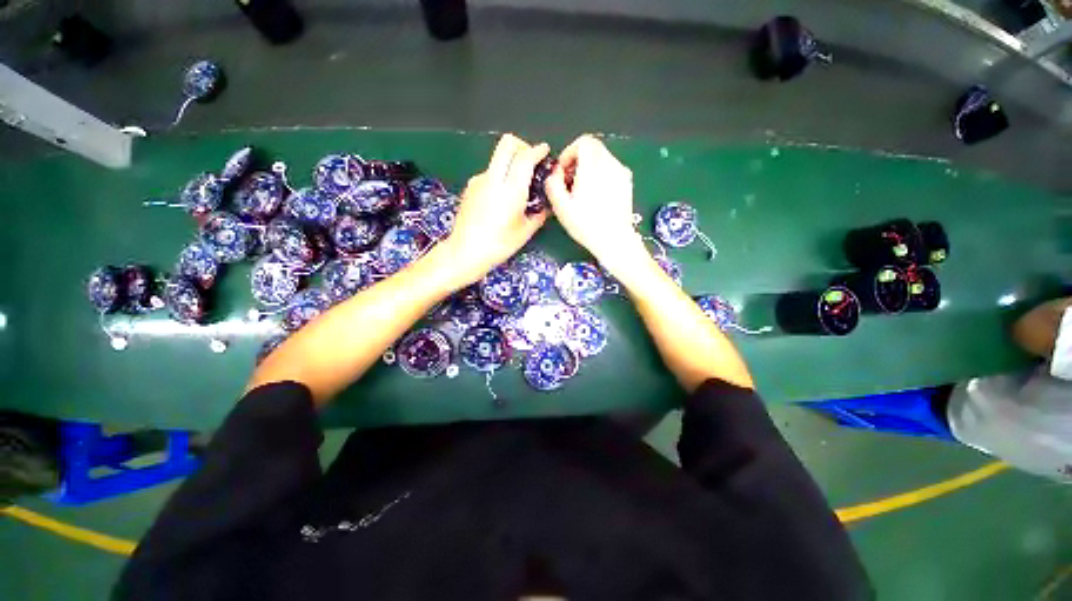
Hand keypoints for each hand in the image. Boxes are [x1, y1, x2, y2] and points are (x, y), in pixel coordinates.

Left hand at [441, 134, 549, 284]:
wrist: (465, 252)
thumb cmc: (499, 245)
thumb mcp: (525, 231)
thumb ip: (539, 214)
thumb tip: (547, 204)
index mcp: (511, 190)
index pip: (525, 157)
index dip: (538, 150)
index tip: (545, 151)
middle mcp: (493, 178)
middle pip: (507, 144)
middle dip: (522, 146)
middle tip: (530, 161)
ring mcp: (478, 180)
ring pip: (497, 159)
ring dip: (510, 163)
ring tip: (517, 188)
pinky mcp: (470, 187)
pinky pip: (490, 173)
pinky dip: (500, 177)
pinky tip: (502, 198)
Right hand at [545, 135, 644, 270]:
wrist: (615, 240)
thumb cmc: (586, 225)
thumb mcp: (561, 206)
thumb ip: (552, 183)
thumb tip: (555, 172)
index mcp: (593, 167)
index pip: (583, 142)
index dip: (569, 152)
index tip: (563, 172)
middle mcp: (610, 164)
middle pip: (593, 148)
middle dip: (577, 160)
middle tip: (569, 182)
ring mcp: (622, 173)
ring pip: (602, 158)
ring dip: (588, 168)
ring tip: (581, 191)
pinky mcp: (627, 182)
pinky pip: (610, 169)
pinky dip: (600, 175)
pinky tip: (595, 196)